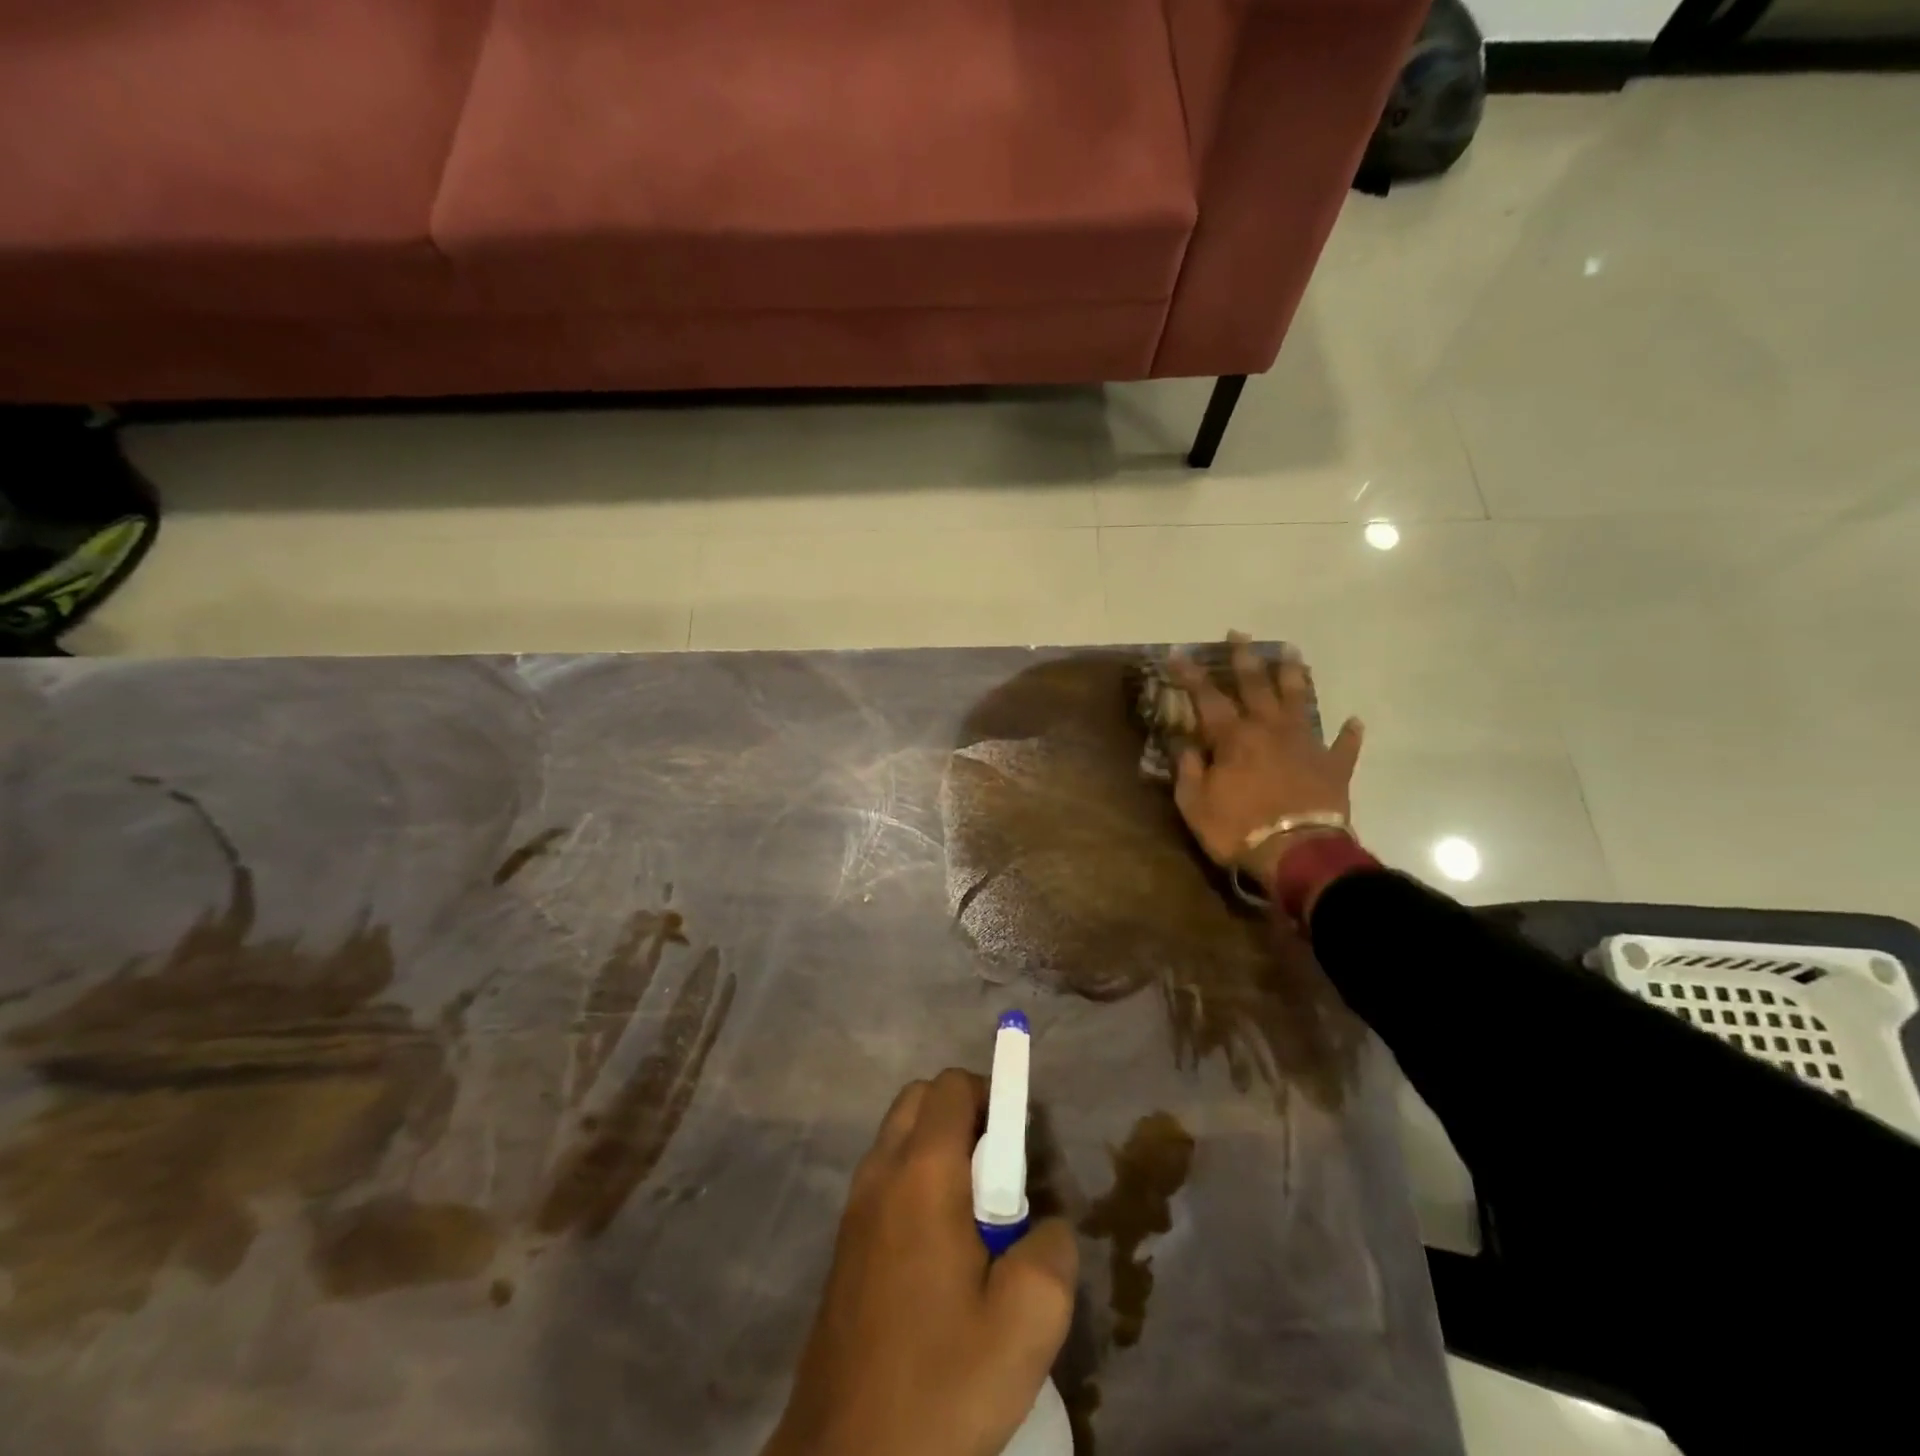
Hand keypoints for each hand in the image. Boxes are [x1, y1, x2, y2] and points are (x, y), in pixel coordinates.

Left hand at [765, 1069, 1077, 1455]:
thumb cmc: (940, 1384)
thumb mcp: (1026, 1325)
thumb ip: (1052, 1251)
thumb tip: (1044, 1223)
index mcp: (922, 1174)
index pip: (952, 1086)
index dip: (994, 1095)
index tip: (1022, 1143)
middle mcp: (880, 1172)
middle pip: (921, 1099)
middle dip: (966, 1115)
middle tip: (1001, 1175)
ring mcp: (855, 1206)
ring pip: (900, 1137)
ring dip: (941, 1150)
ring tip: (976, 1219)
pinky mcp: (845, 1242)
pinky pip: (886, 1177)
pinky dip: (917, 1181)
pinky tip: (942, 1253)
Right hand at [1169, 633, 1363, 889]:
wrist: (1297, 853)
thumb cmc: (1237, 828)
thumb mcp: (1194, 803)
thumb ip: (1189, 769)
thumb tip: (1186, 745)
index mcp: (1233, 737)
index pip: (1206, 697)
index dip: (1190, 674)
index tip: (1177, 653)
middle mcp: (1270, 730)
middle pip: (1256, 685)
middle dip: (1244, 658)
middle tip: (1239, 634)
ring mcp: (1306, 745)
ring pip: (1300, 701)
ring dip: (1294, 676)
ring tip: (1292, 652)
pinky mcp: (1333, 767)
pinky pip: (1343, 745)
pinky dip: (1348, 733)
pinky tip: (1353, 721)